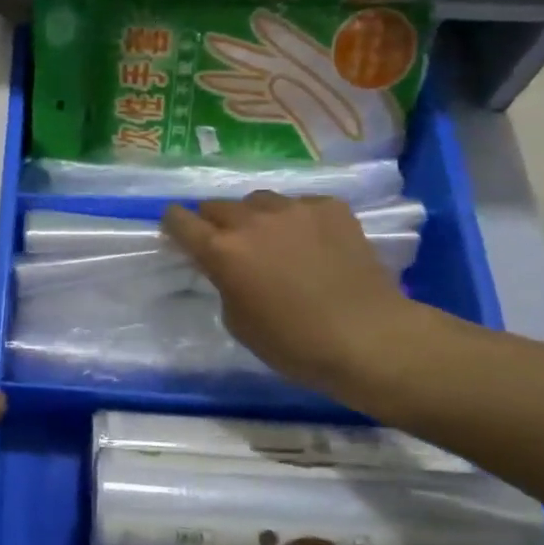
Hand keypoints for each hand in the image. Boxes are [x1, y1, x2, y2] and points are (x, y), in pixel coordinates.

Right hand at [162, 193, 427, 399]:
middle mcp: (252, 220)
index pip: (180, 220)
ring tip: (272, 239)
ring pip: (259, 201)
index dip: (174, 225)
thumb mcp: (238, 321)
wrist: (369, 337)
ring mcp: (294, 208)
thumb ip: (223, 283)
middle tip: (227, 244)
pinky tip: (312, 243)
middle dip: (214, 222)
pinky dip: (297, 221)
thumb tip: (228, 268)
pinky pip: (301, 205)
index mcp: (222, 250)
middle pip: (217, 206)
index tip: (177, 232)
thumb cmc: (294, 343)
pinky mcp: (331, 208)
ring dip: (255, 217)